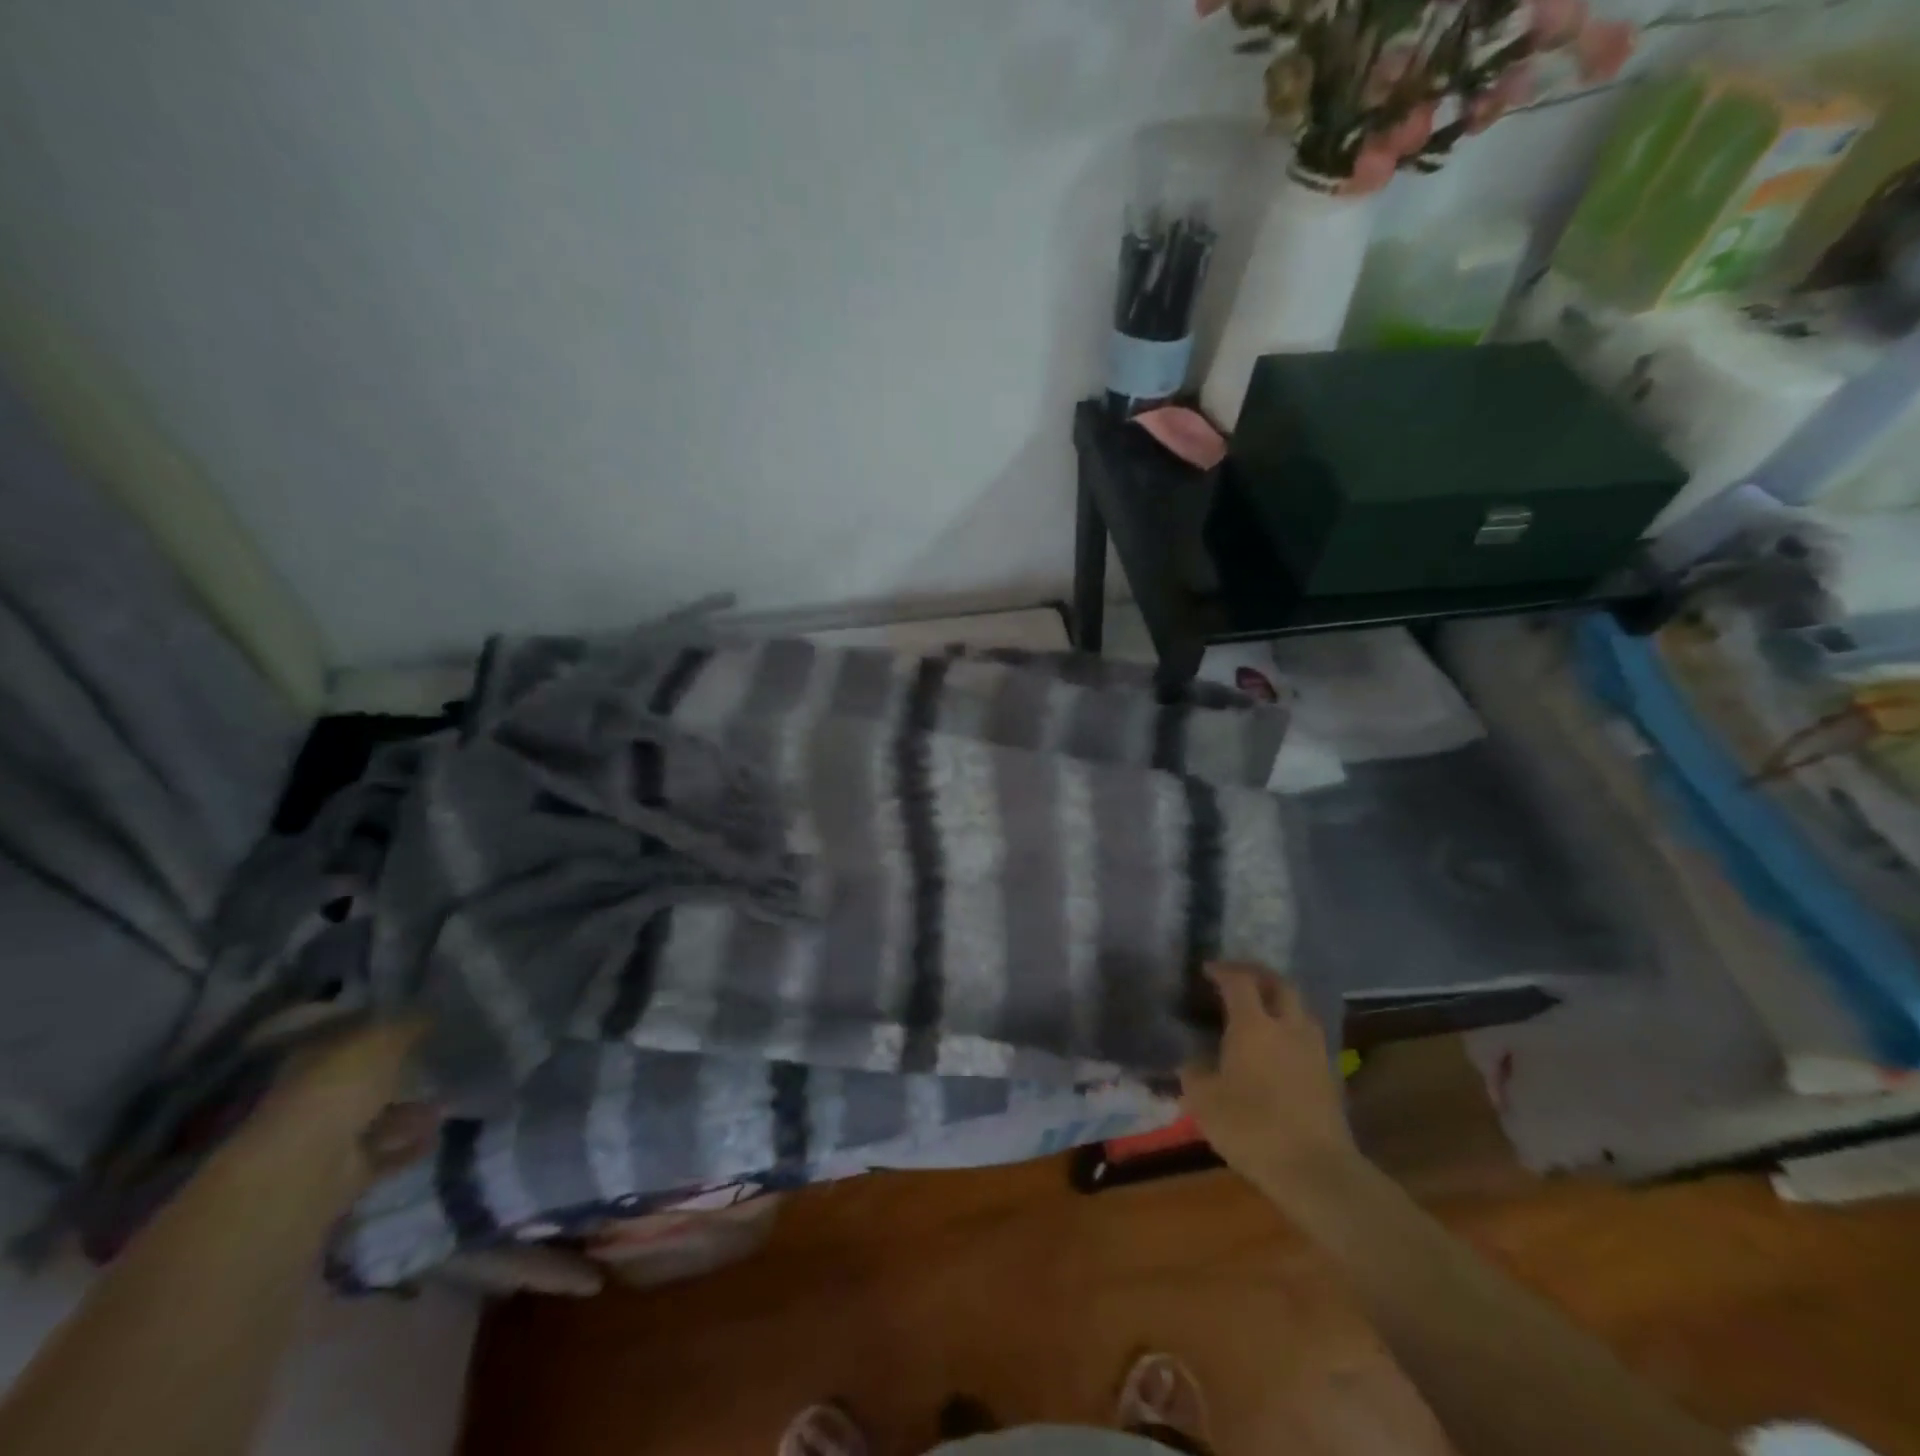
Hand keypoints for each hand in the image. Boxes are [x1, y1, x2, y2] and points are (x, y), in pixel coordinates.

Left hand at [247, 1021, 439, 1181]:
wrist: (303, 1170)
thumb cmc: (337, 1090)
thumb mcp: (381, 1041)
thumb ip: (409, 1025)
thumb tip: (431, 1011)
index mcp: (315, 1060)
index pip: (352, 1034)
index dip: (385, 1024)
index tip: (424, 1018)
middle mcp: (318, 1096)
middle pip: (366, 1079)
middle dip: (402, 1071)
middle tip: (443, 1060)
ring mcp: (330, 1137)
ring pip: (378, 1118)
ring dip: (412, 1111)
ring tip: (450, 1101)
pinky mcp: (346, 1172)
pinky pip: (386, 1153)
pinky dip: (411, 1144)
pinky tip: (438, 1133)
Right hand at [1180, 963, 1356, 1200]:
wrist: (1316, 1171)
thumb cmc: (1252, 1128)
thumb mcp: (1204, 1100)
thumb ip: (1194, 1072)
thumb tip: (1192, 1060)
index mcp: (1253, 1025)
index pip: (1239, 981)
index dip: (1222, 970)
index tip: (1207, 970)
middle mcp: (1287, 1027)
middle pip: (1279, 984)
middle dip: (1258, 974)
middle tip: (1238, 978)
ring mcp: (1314, 1050)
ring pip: (1300, 1008)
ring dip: (1280, 1000)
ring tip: (1261, 1010)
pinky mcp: (1330, 1075)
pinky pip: (1308, 1036)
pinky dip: (1291, 1029)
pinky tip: (1279, 1047)